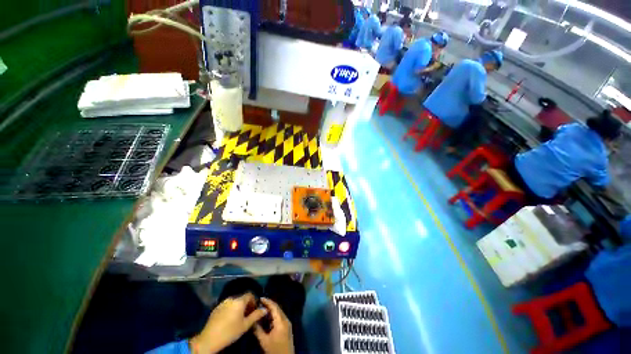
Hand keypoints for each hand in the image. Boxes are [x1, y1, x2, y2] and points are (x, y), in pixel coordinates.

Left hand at [190, 293, 266, 353]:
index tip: (254, 310)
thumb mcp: (245, 325)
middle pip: (242, 298)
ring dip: (238, 307)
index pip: (250, 294)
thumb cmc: (230, 332)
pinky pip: (227, 305)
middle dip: (246, 304)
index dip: (254, 301)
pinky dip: (231, 309)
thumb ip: (256, 315)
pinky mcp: (216, 308)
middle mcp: (231, 298)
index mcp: (239, 301)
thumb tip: (265, 309)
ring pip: (234, 302)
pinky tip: (229, 319)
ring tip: (238, 318)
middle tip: (248, 315)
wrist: (209, 339)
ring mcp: (222, 303)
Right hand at [253, 298, 293, 353]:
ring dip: (271, 310)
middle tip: (259, 303)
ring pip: (278, 313)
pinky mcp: (286, 328)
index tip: (260, 298)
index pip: (274, 307)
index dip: (267, 301)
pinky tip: (267, 318)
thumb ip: (258, 330)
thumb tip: (251, 321)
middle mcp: (286, 319)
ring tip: (261, 309)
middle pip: (277, 308)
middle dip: (269, 305)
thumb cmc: (275, 350)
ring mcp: (287, 324)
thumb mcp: (264, 341)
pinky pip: (280, 317)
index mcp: (281, 321)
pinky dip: (273, 316)